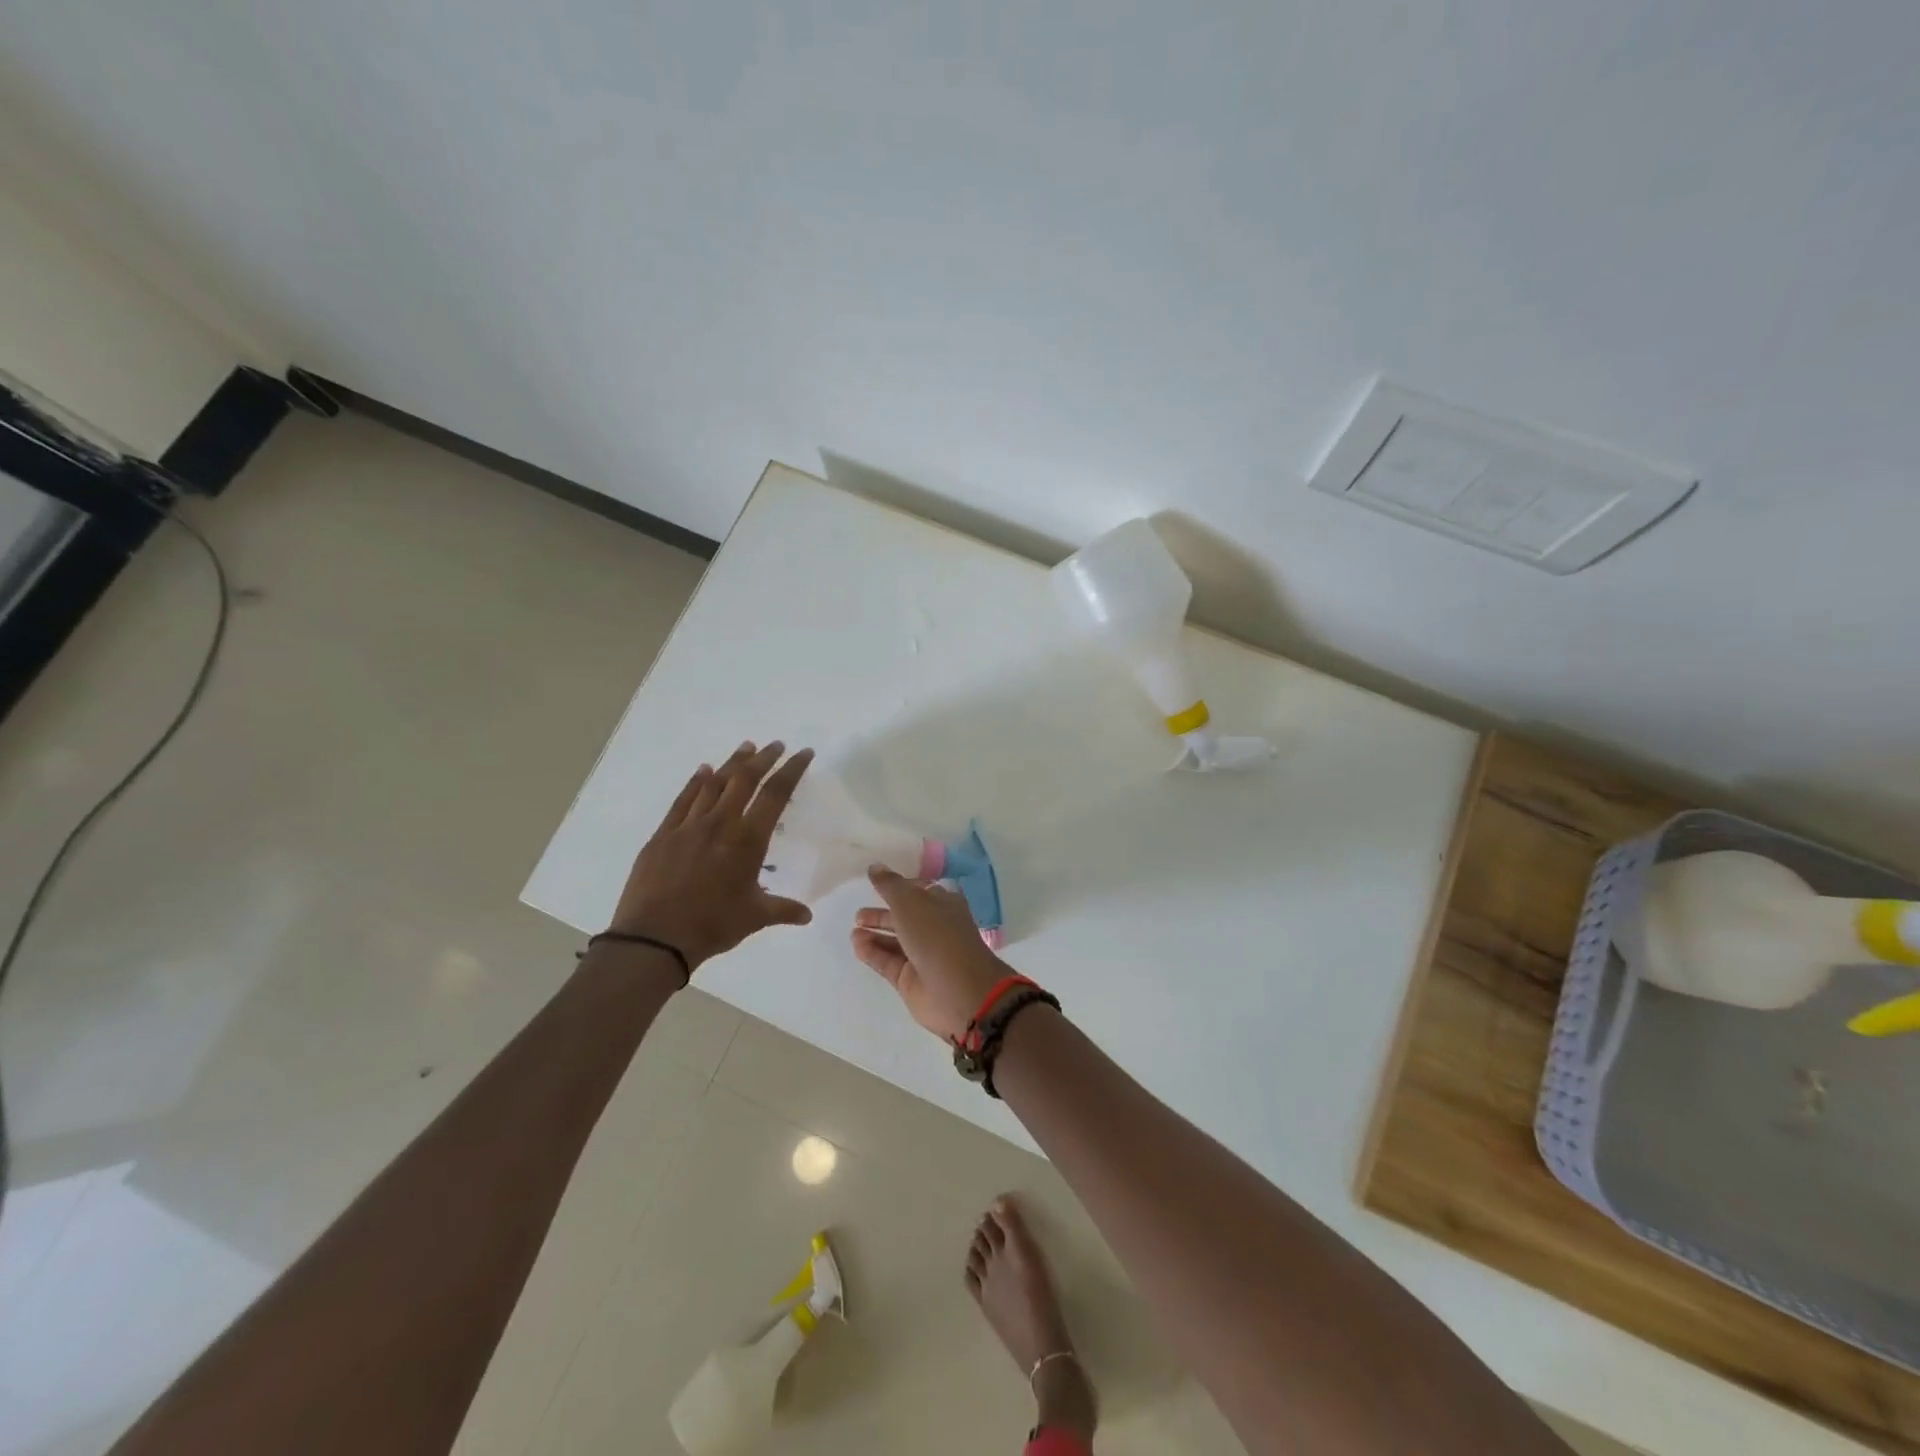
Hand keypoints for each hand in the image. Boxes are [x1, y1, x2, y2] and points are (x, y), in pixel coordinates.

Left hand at [610, 741, 814, 971]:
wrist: (654, 938)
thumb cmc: (712, 926)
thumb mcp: (754, 918)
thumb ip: (782, 910)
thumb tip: (807, 915)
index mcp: (747, 840)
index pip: (775, 795)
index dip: (791, 770)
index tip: (803, 753)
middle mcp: (720, 824)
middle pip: (744, 779)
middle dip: (764, 758)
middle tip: (776, 745)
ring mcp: (688, 826)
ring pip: (714, 784)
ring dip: (732, 763)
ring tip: (746, 748)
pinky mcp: (663, 835)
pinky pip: (683, 800)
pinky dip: (695, 782)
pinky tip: (703, 771)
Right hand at [851, 866, 1010, 1040]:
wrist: (960, 992)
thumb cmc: (937, 936)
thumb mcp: (911, 902)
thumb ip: (890, 885)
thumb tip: (875, 867)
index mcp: (943, 904)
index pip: (918, 891)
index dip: (898, 886)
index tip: (874, 883)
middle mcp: (934, 928)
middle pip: (904, 917)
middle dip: (882, 914)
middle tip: (858, 914)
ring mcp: (923, 955)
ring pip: (895, 941)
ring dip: (875, 934)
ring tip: (854, 930)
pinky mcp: (911, 980)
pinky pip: (888, 962)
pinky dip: (873, 953)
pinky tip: (857, 945)